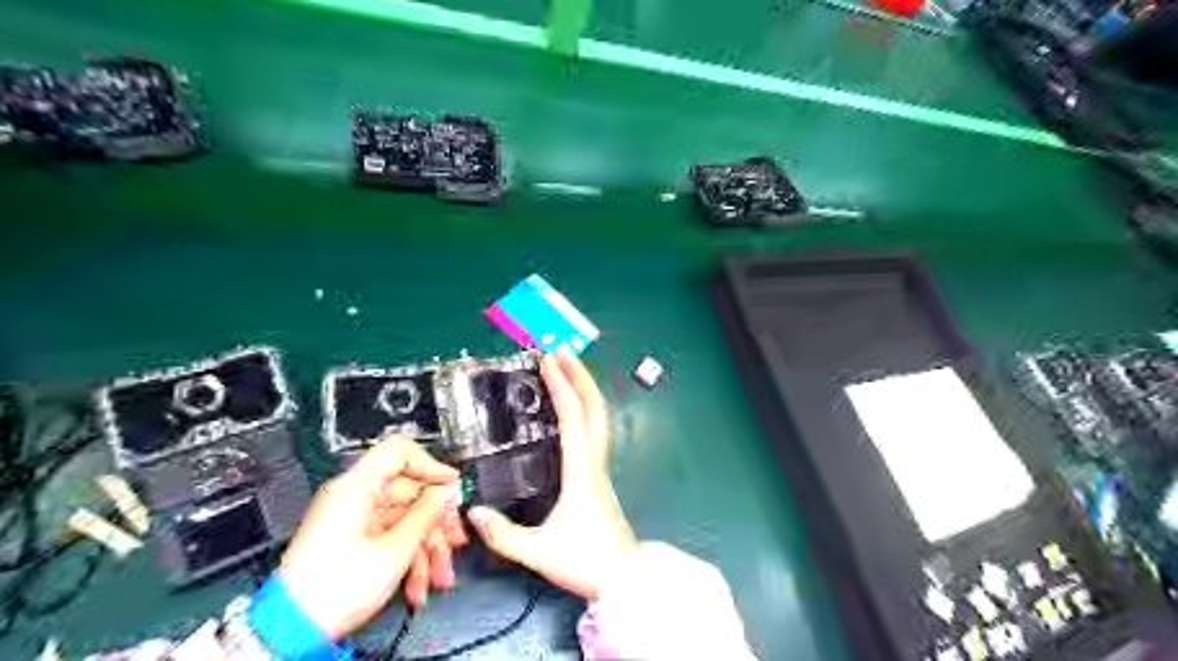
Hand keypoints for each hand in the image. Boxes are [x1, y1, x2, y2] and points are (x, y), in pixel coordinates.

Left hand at [278, 437, 464, 638]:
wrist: (292, 631)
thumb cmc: (331, 592)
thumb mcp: (394, 550)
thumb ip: (427, 513)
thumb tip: (446, 492)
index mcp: (355, 488)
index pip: (399, 452)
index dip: (431, 465)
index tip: (450, 485)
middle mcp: (352, 498)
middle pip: (409, 492)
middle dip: (436, 520)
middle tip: (454, 538)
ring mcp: (352, 519)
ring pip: (404, 518)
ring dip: (427, 547)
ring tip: (438, 575)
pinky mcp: (352, 540)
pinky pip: (391, 536)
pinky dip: (408, 557)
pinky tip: (418, 583)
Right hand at [466, 345, 640, 597]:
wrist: (623, 577)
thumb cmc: (586, 560)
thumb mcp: (538, 551)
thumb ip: (503, 535)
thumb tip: (473, 514)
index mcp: (581, 471)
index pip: (572, 417)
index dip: (561, 385)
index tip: (549, 359)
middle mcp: (594, 461)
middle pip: (594, 407)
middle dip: (579, 374)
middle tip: (561, 350)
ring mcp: (600, 466)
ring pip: (599, 417)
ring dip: (584, 388)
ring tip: (568, 368)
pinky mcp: (599, 474)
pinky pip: (595, 430)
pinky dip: (584, 408)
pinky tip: (572, 408)